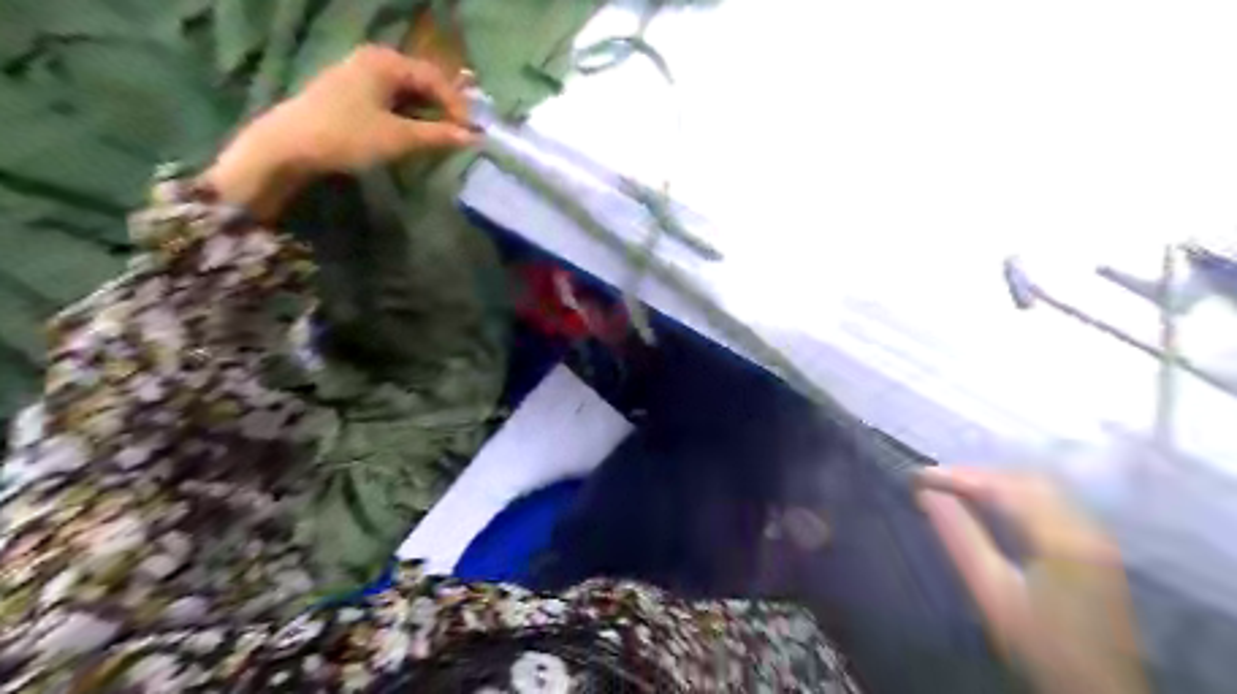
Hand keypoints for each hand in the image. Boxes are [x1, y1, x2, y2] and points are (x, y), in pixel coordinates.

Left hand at [203, 44, 474, 220]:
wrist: (288, 147)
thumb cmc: (347, 135)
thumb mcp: (399, 138)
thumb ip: (438, 135)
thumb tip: (472, 138)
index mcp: (385, 62)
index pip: (434, 78)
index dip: (458, 105)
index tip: (471, 132)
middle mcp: (372, 60)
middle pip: (420, 82)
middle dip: (443, 108)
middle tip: (460, 134)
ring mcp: (357, 75)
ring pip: (405, 93)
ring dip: (426, 114)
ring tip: (441, 137)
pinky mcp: (348, 94)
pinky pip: (390, 100)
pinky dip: (407, 116)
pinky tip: (413, 134)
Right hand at [917, 467, 1150, 693]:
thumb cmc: (1041, 646)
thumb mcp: (992, 594)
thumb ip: (960, 538)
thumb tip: (927, 494)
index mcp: (1063, 539)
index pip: (1005, 487)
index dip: (959, 476)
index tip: (919, 476)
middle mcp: (1086, 527)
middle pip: (1026, 480)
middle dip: (977, 475)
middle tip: (935, 482)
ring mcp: (1096, 536)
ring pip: (1041, 488)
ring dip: (996, 482)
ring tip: (956, 490)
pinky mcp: (1096, 547)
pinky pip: (1052, 502)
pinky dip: (1017, 494)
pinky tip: (994, 505)